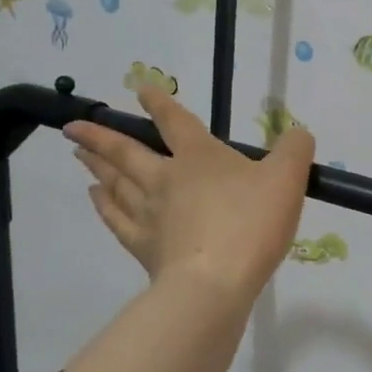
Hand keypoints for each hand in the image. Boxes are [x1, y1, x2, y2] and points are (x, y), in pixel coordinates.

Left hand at [66, 85, 314, 300]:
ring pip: (116, 183)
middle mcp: (166, 179)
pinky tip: (95, 198)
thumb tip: (298, 132)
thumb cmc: (251, 224)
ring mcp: (150, 214)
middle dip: (101, 136)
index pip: (175, 122)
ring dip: (97, 166)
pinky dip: (103, 206)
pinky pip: (116, 220)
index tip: (139, 89)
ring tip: (79, 155)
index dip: (159, 103)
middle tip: (73, 126)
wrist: (216, 283)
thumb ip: (294, 150)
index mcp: (199, 158)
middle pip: (127, 152)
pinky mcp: (144, 248)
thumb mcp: (287, 179)